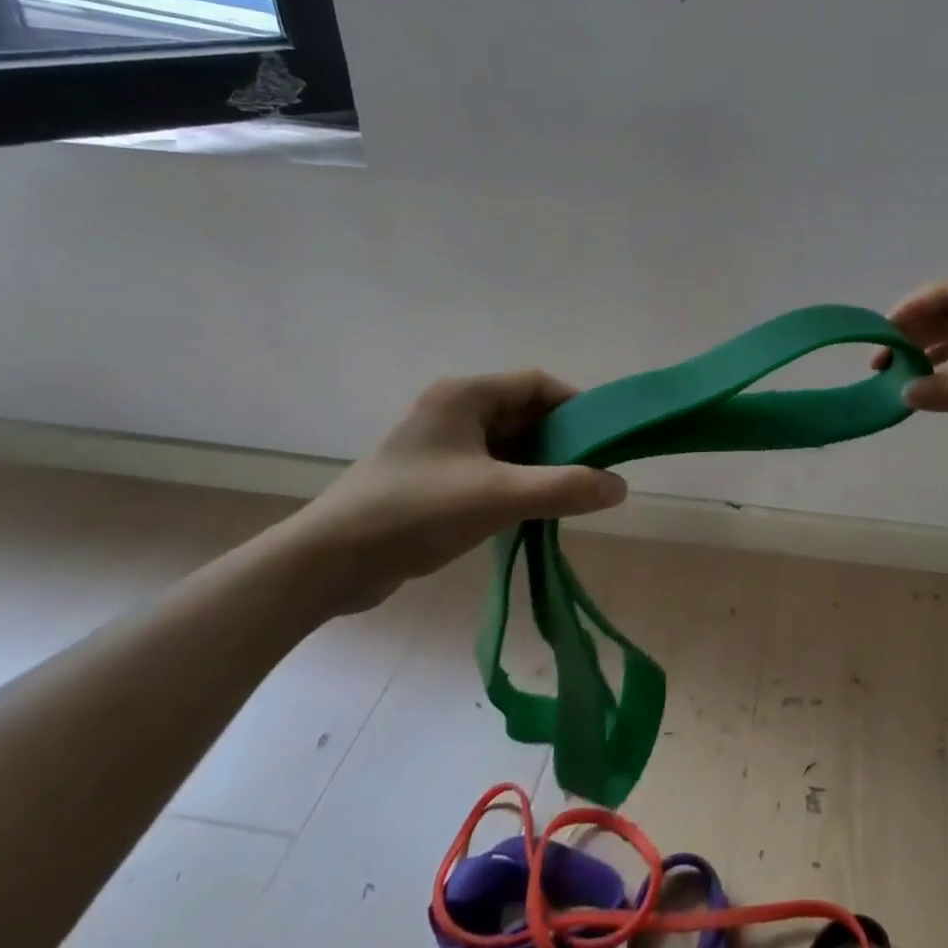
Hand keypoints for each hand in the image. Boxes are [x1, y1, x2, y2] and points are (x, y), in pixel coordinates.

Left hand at [282, 371, 627, 613]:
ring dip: (539, 466)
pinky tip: (532, 511)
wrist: (327, 563)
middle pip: (524, 413)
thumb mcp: (498, 497)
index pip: (537, 384)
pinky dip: (515, 483)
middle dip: (561, 441)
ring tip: (569, 495)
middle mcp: (453, 411)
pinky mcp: (432, 478)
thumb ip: (564, 488)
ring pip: (508, 444)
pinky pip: (489, 469)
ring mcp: (440, 445)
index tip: (606, 439)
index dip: (576, 406)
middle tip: (593, 472)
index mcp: (465, 396)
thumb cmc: (415, 513)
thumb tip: (620, 486)